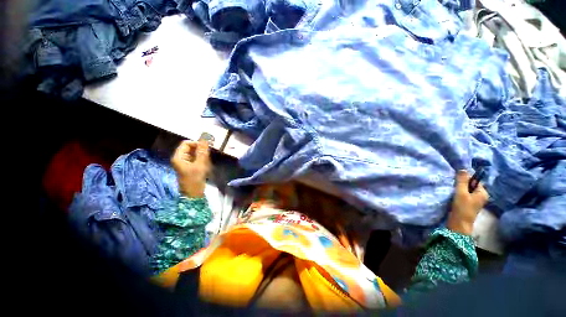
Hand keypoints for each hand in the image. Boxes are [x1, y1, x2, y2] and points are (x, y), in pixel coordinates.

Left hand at [171, 140, 210, 197]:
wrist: (193, 194)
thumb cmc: (195, 179)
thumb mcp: (200, 165)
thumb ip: (202, 152)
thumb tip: (205, 140)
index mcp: (178, 157)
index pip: (186, 143)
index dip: (196, 143)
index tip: (206, 148)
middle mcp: (180, 158)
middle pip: (190, 148)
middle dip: (200, 151)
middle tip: (207, 157)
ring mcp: (185, 162)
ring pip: (195, 153)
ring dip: (202, 156)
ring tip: (206, 163)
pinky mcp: (190, 166)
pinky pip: (196, 158)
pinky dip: (202, 160)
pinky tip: (205, 165)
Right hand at [447, 170, 488, 235]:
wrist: (459, 224)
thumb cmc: (462, 208)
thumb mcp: (461, 193)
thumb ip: (462, 181)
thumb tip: (463, 169)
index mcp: (483, 193)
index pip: (475, 180)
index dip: (465, 179)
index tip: (456, 180)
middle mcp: (481, 196)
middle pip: (471, 185)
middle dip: (462, 184)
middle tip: (453, 185)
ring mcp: (475, 201)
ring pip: (467, 190)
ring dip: (459, 189)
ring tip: (452, 191)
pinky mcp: (469, 204)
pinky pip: (465, 195)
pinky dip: (459, 194)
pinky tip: (453, 196)